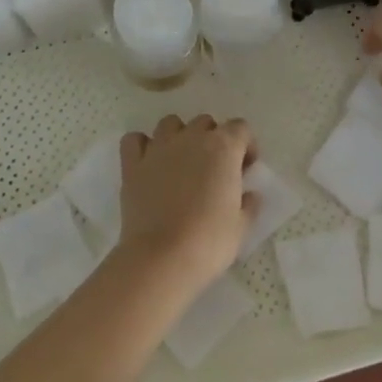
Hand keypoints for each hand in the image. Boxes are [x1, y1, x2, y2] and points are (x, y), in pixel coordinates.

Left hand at [114, 115, 258, 294]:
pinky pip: (135, 140)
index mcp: (223, 147)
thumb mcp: (241, 226)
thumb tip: (249, 195)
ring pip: (170, 124)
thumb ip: (248, 204)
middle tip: (214, 170)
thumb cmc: (209, 241)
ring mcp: (159, 148)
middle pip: (205, 123)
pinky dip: (142, 146)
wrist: (162, 258)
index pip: (240, 128)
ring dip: (179, 136)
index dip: (246, 146)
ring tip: (182, 163)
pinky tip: (149, 163)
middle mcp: (191, 138)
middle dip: (213, 140)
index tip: (245, 169)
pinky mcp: (132, 165)